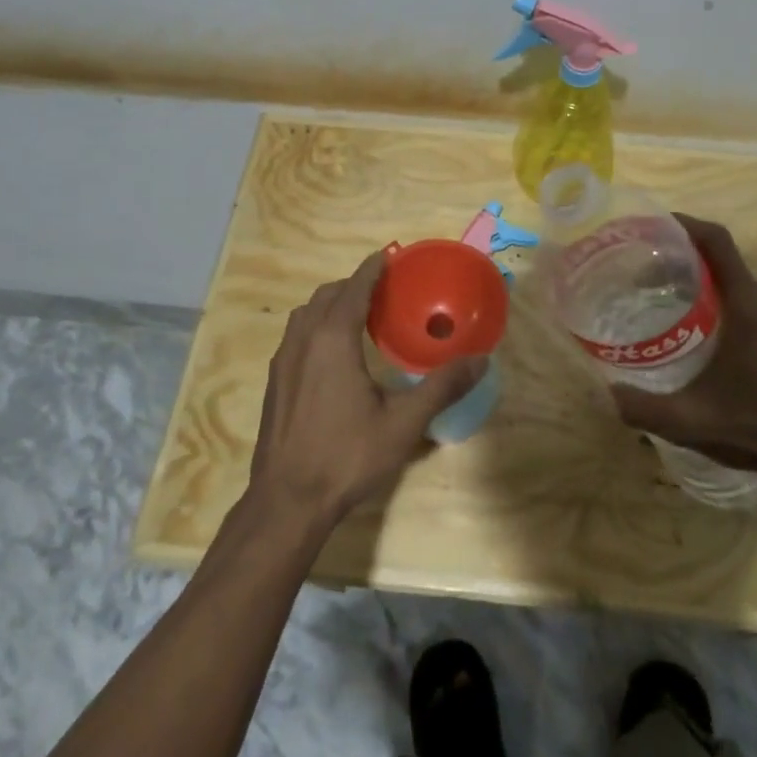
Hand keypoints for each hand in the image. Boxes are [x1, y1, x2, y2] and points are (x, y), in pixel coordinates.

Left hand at [249, 251, 484, 528]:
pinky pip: (297, 335)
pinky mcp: (275, 381)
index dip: (373, 268)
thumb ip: (442, 387)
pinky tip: (335, 355)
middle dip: (354, 284)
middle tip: (385, 291)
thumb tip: (481, 360)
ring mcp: (283, 360)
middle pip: (328, 295)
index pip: (354, 287)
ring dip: (332, 304)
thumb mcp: (403, 423)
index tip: (390, 255)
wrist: (287, 501)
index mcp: (333, 339)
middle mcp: (303, 339)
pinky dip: (317, 325)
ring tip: (361, 317)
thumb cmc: (346, 456)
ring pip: (307, 314)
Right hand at [610, 214, 756, 479]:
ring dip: (695, 276)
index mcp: (747, 305)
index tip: (649, 223)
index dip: (683, 223)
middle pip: (718, 257)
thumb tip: (606, 391)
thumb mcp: (692, 422)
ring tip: (656, 293)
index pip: (716, 241)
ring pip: (731, 276)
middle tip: (636, 269)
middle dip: (677, 255)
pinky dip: (713, 293)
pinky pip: (743, 294)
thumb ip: (644, 408)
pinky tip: (690, 322)